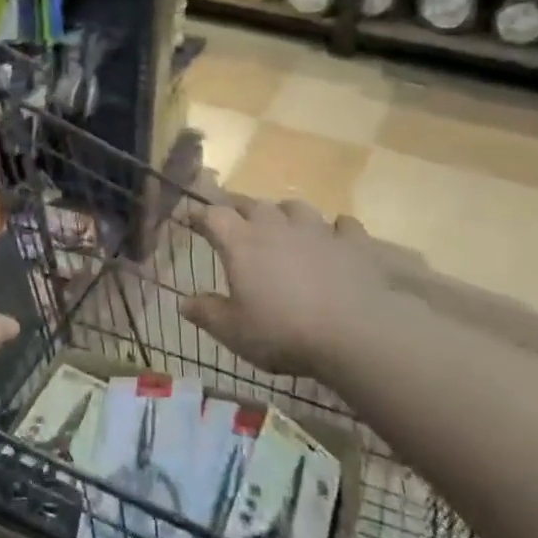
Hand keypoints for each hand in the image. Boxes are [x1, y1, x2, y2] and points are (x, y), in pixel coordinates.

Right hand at [181, 194, 395, 380]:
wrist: (354, 333)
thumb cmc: (283, 332)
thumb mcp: (234, 331)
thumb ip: (207, 313)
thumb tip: (184, 302)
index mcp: (242, 243)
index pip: (213, 216)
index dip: (200, 215)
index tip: (191, 218)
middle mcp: (276, 226)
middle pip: (252, 205)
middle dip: (239, 209)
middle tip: (234, 219)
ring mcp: (317, 230)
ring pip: (295, 207)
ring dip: (284, 213)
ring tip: (282, 223)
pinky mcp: (352, 242)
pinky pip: (342, 225)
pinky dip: (335, 228)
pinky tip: (335, 235)